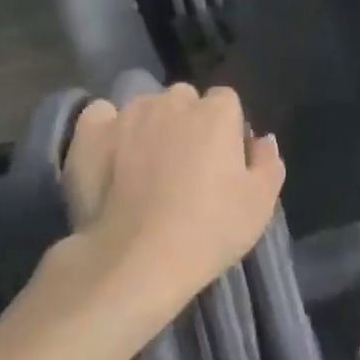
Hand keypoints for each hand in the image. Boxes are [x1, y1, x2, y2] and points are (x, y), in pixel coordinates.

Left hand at [59, 83, 284, 322]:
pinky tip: (110, 156)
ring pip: (144, 108)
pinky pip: (101, 116)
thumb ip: (268, 163)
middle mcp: (172, 101)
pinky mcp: (90, 131)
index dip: (226, 129)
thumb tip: (262, 139)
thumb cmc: (208, 231)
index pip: (227, 102)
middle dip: (186, 123)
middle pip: (184, 101)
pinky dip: (107, 130)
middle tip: (183, 166)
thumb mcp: (260, 205)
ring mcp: (128, 113)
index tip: (221, 161)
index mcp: (217, 112)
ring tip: (143, 168)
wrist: (136, 258)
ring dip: (148, 126)